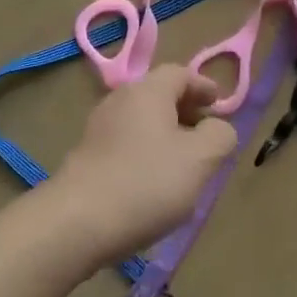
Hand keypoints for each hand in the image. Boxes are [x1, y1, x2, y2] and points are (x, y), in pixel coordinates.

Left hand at [52, 66, 237, 265]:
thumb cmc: (147, 182)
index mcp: (148, 90)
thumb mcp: (201, 159)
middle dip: (186, 111)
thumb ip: (220, 135)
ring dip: (165, 135)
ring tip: (183, 164)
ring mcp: (98, 129)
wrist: (76, 223)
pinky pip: (125, 144)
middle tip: (206, 135)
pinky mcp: (86, 157)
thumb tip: (218, 126)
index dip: (204, 86)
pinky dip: (145, 153)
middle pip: (158, 95)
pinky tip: (153, 183)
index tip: (219, 106)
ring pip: (141, 121)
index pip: (180, 73)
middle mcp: (120, 100)